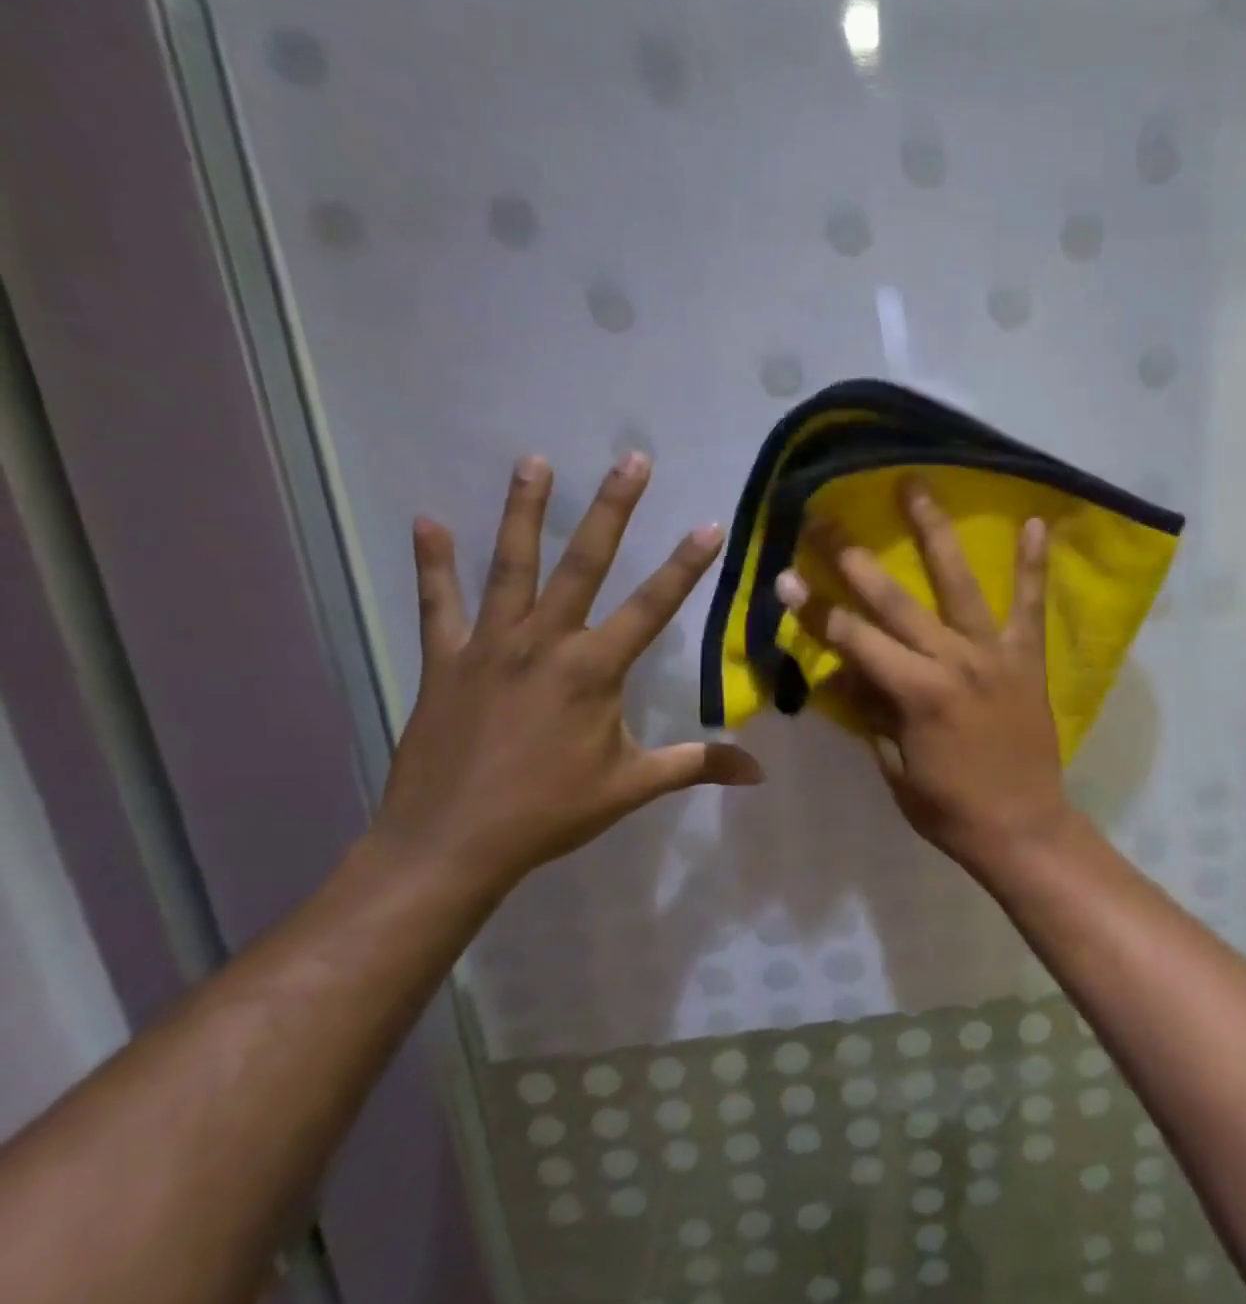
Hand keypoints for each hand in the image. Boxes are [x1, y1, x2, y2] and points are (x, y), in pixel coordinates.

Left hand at [371, 452, 761, 891]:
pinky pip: (438, 603)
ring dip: (523, 511)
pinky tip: (427, 522)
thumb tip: (759, 772)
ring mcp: (490, 646)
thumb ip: (697, 765)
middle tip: (631, 459)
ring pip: (510, 566)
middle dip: (613, 508)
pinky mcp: (445, 660)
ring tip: (534, 460)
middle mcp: (545, 643)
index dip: (687, 565)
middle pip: (584, 563)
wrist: (450, 844)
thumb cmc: (550, 812)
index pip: (653, 606)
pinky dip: (433, 563)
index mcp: (595, 670)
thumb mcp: (633, 786)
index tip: (710, 525)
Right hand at [775, 480, 1073, 877]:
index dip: (816, 609)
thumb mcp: (895, 768)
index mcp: (915, 692)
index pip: (854, 639)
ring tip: (916, 486)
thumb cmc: (950, 809)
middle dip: (853, 558)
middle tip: (825, 518)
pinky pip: (1030, 605)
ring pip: (959, 583)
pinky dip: (1032, 565)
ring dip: (934, 532)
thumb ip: (870, 713)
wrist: (1023, 827)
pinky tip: (1032, 521)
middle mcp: (953, 661)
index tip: (786, 577)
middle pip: (895, 601)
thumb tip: (843, 669)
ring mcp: (994, 654)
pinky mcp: (1027, 658)